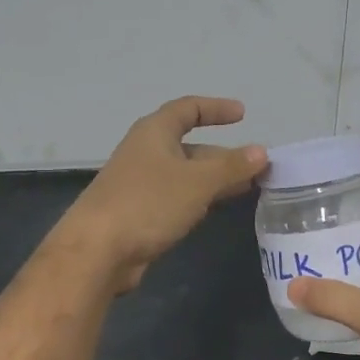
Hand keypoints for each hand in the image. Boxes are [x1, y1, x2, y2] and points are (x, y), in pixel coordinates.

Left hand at [59, 96, 266, 292]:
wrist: (97, 251)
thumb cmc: (148, 203)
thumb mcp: (197, 182)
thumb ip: (231, 166)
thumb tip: (262, 151)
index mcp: (154, 133)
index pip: (188, 109)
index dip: (216, 108)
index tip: (243, 115)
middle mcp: (146, 152)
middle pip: (190, 146)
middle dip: (223, 155)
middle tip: (256, 166)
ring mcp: (140, 184)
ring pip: (185, 174)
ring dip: (215, 179)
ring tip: (249, 187)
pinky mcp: (139, 212)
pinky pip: (176, 197)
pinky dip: (199, 198)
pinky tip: (215, 209)